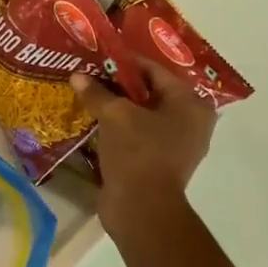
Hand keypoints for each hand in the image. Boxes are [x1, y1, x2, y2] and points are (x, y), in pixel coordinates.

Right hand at [72, 61, 216, 239]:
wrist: (142, 210)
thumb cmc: (138, 153)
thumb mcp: (115, 116)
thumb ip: (97, 93)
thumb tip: (77, 75)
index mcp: (190, 104)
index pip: (154, 70)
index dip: (124, 62)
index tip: (98, 56)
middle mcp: (190, 121)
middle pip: (149, 92)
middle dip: (119, 84)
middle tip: (90, 74)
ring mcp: (176, 144)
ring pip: (142, 114)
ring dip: (117, 107)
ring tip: (88, 94)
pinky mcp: (159, 162)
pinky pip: (138, 134)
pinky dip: (119, 127)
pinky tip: (95, 120)